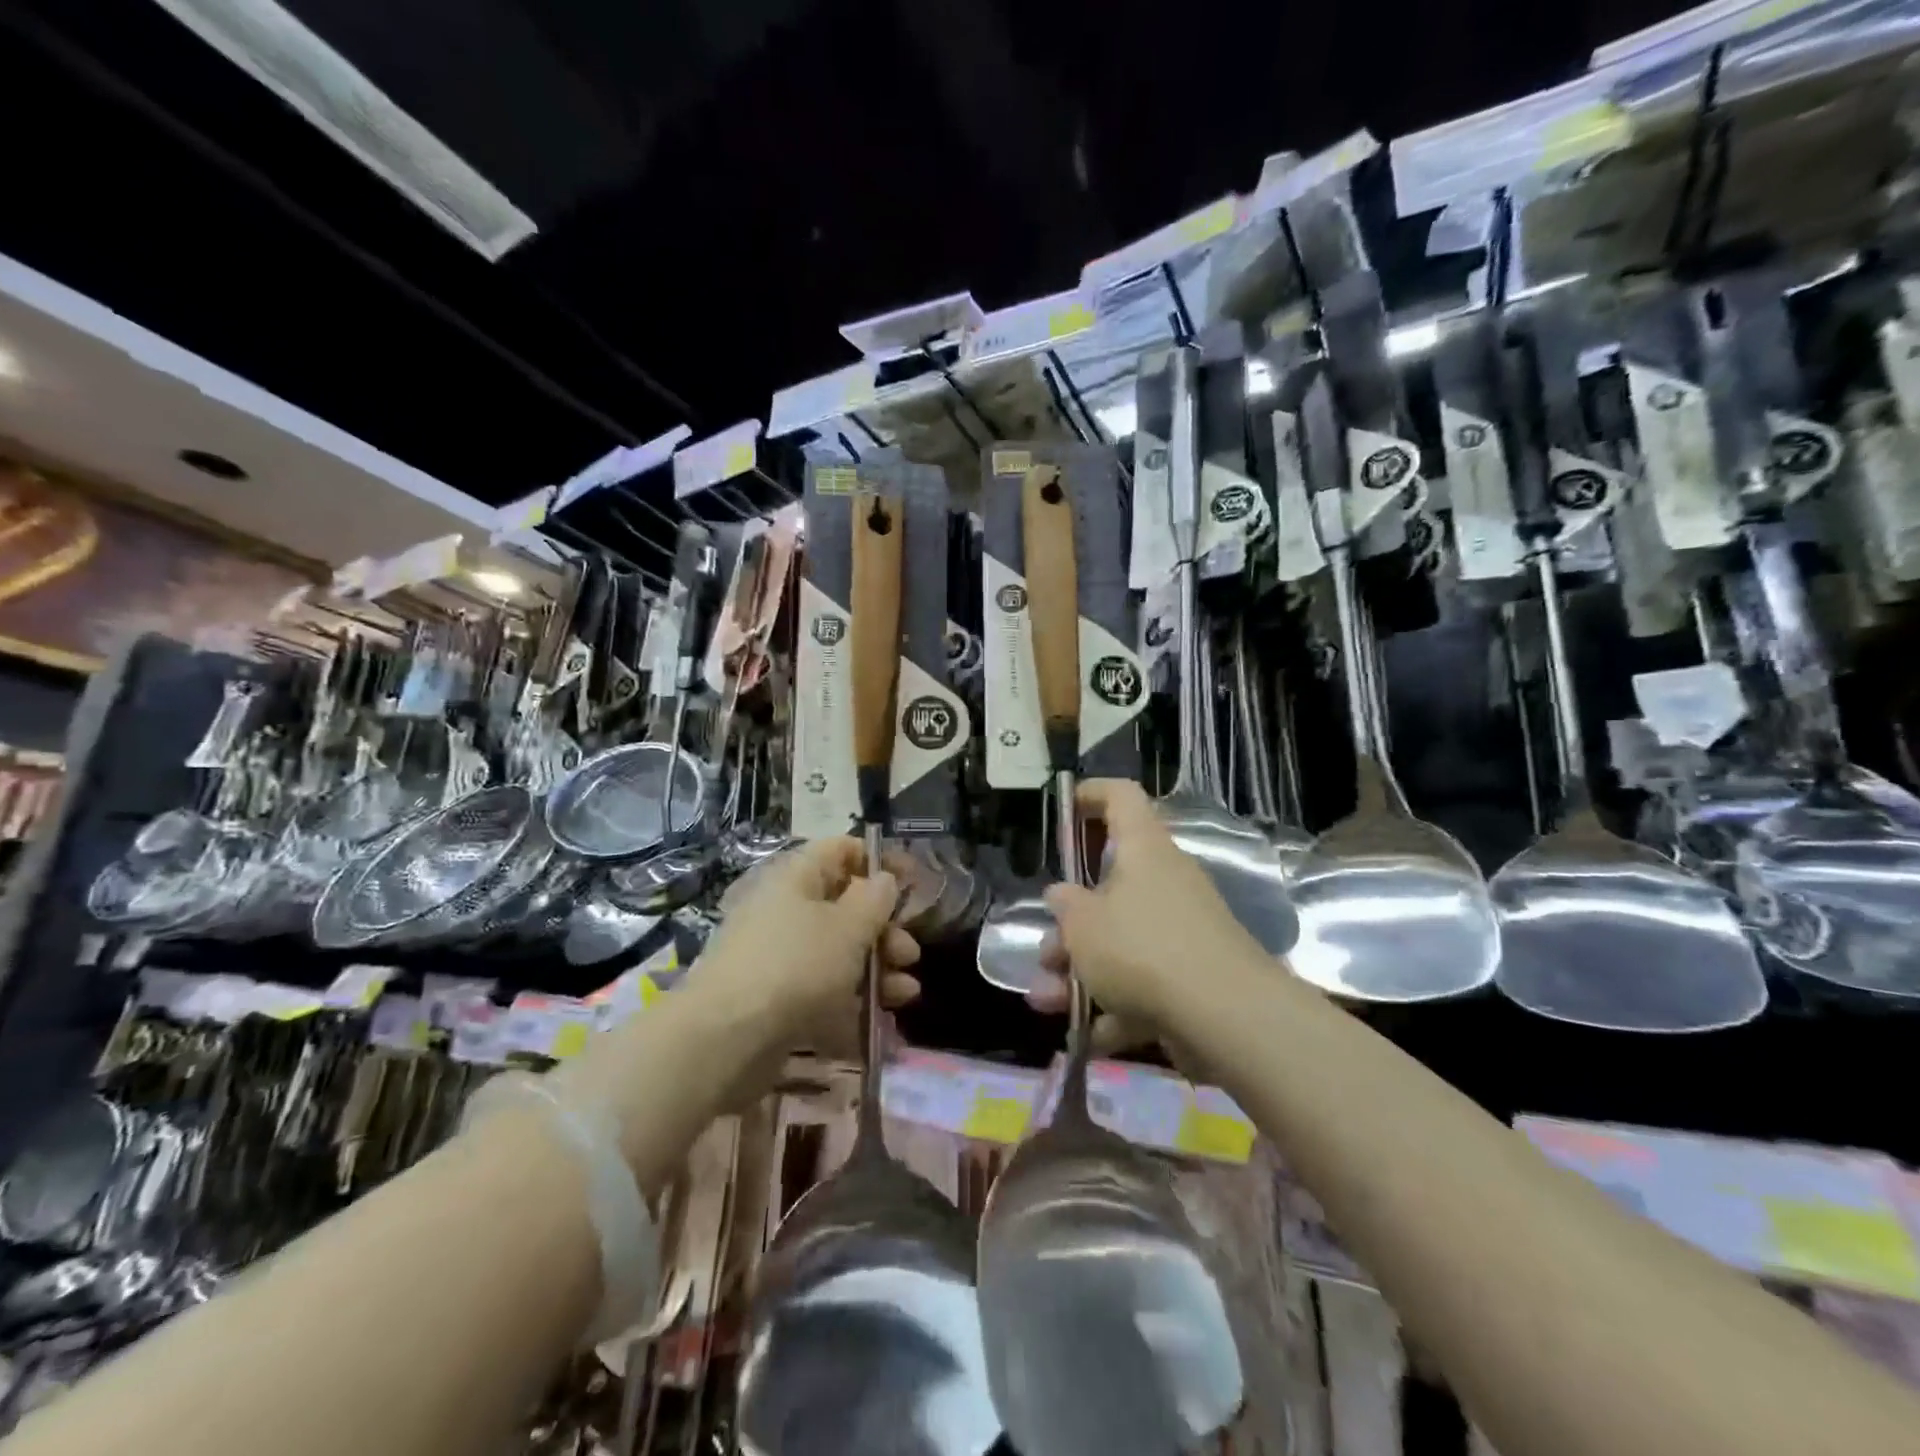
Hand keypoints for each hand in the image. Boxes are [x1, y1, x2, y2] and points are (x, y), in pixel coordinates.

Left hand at [693, 837, 920, 1060]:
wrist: (727, 1039)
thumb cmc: (797, 965)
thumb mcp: (848, 926)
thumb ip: (875, 899)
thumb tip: (884, 880)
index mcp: (796, 878)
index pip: (841, 851)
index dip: (879, 861)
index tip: (914, 882)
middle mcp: (784, 910)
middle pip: (844, 906)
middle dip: (884, 929)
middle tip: (909, 954)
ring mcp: (777, 956)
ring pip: (837, 952)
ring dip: (877, 968)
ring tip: (906, 993)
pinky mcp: (774, 999)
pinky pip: (821, 989)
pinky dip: (852, 1000)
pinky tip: (881, 1020)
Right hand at [1028, 779, 1266, 1061]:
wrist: (1227, 1016)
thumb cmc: (1142, 948)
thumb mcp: (1083, 926)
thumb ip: (1066, 907)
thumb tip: (1062, 895)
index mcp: (1143, 851)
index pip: (1121, 798)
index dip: (1091, 795)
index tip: (1064, 808)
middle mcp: (1166, 882)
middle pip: (1111, 886)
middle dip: (1071, 924)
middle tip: (1046, 952)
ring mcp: (1183, 931)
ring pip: (1122, 941)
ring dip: (1081, 971)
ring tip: (1046, 1002)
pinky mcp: (1193, 977)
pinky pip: (1144, 982)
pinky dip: (1116, 1006)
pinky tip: (1087, 1035)